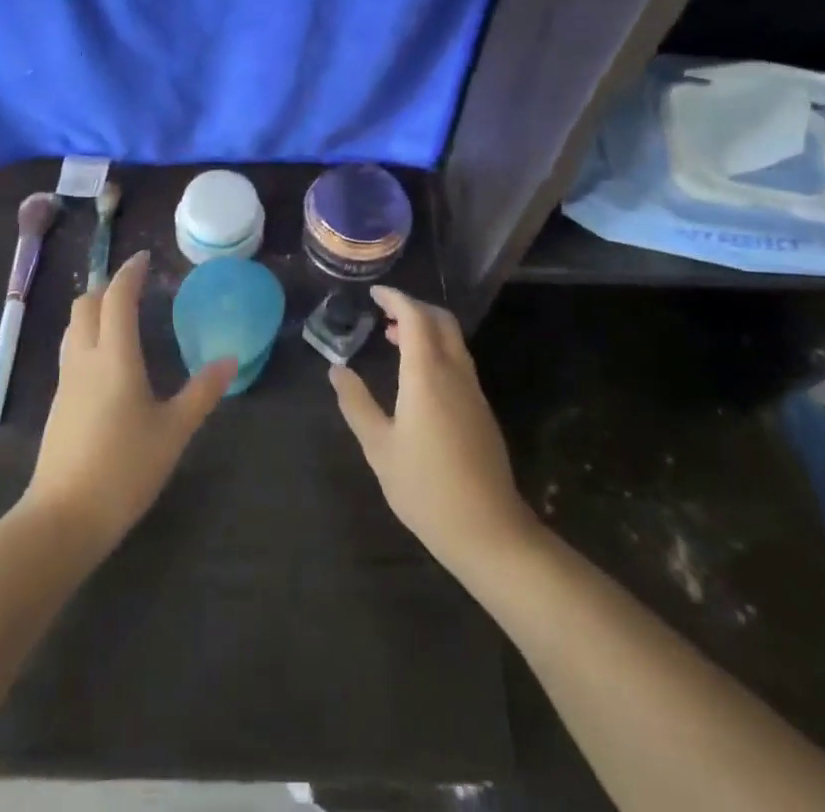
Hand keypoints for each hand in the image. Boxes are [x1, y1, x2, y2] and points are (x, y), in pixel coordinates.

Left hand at [20, 251, 236, 557]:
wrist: (64, 517)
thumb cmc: (124, 468)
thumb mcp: (173, 431)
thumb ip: (202, 392)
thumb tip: (230, 360)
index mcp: (115, 357)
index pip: (117, 298)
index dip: (129, 273)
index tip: (144, 258)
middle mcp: (85, 359)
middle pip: (86, 305)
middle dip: (107, 287)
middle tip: (134, 288)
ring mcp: (67, 381)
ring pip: (73, 327)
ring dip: (93, 310)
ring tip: (119, 316)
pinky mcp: (59, 404)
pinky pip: (71, 352)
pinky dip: (87, 337)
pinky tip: (107, 360)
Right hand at [329, 287, 539, 578]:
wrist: (488, 531)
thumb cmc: (425, 487)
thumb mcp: (379, 447)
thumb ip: (356, 404)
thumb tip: (336, 370)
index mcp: (427, 373)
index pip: (414, 316)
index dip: (395, 299)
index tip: (373, 294)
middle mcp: (455, 372)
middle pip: (440, 321)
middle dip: (413, 308)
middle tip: (383, 312)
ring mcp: (473, 391)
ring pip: (453, 340)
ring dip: (425, 329)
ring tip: (393, 338)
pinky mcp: (481, 410)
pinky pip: (458, 361)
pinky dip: (436, 350)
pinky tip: (416, 376)